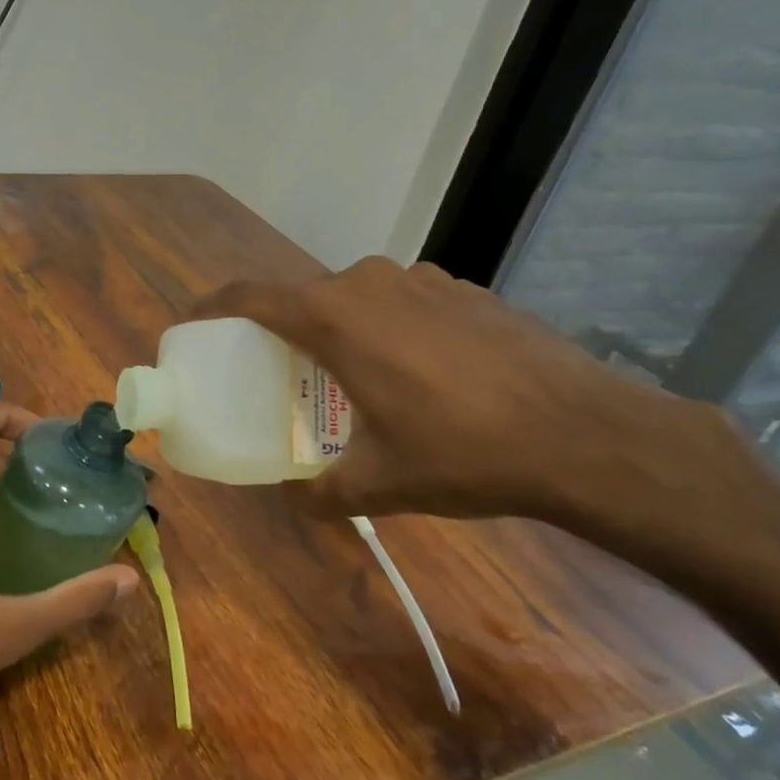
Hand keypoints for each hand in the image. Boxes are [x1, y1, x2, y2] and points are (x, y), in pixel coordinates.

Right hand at [191, 258, 708, 527]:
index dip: (213, 306)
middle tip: (276, 371)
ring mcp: (421, 280)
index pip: (249, 296)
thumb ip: (322, 493)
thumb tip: (299, 500)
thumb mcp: (379, 484)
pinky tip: (416, 371)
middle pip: (303, 298)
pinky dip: (387, 326)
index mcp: (332, 317)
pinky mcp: (463, 288)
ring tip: (348, 374)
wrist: (586, 435)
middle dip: (281, 329)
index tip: (194, 325)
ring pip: (354, 297)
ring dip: (338, 327)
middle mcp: (368, 283)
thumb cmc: (463, 452)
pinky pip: (400, 300)